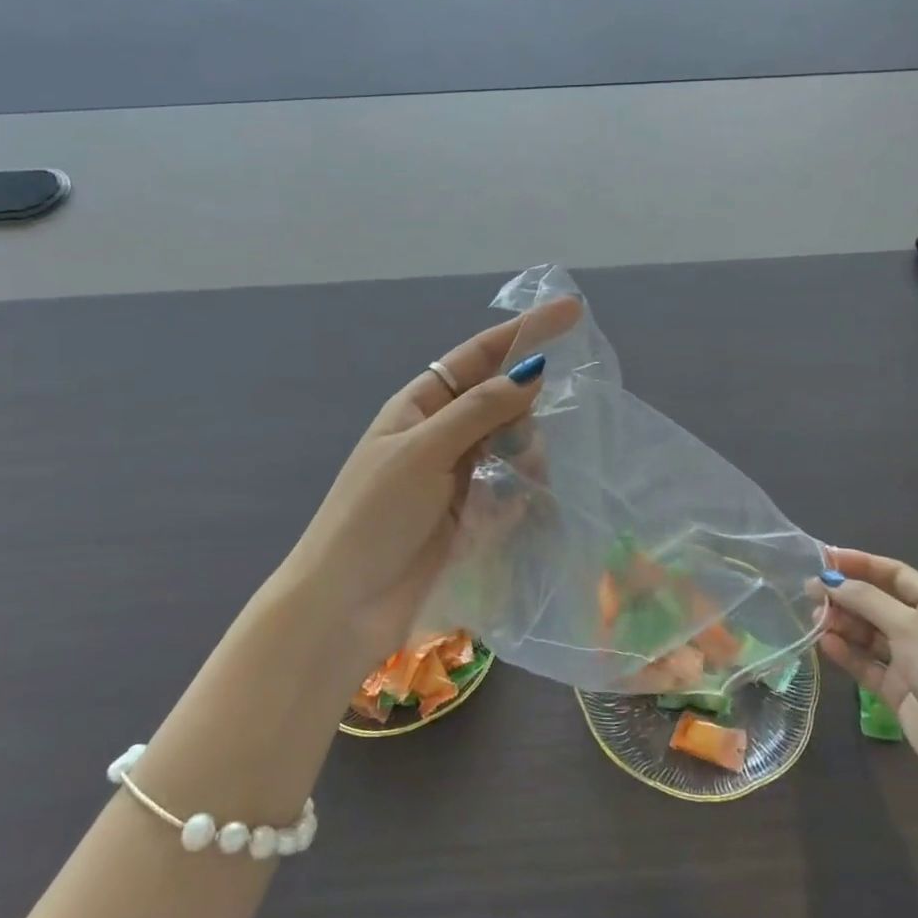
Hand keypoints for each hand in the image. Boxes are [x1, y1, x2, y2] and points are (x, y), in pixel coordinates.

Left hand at [280, 297, 581, 673]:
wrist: (345, 605)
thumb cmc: (372, 517)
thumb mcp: (422, 452)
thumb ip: (478, 411)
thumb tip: (532, 371)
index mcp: (420, 406)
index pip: (480, 356)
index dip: (524, 332)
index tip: (572, 312)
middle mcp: (442, 435)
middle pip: (502, 401)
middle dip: (526, 410)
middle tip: (528, 441)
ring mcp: (458, 476)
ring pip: (513, 445)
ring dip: (526, 456)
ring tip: (522, 483)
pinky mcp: (471, 516)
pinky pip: (511, 488)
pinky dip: (522, 493)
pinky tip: (519, 510)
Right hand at [814, 548, 917, 789]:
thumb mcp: (909, 627)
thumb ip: (867, 600)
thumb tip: (830, 580)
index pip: (895, 574)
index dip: (861, 563)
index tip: (825, 558)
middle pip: (877, 603)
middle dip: (846, 595)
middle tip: (810, 591)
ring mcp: (909, 661)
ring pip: (868, 633)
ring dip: (842, 623)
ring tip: (815, 619)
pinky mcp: (896, 689)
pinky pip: (865, 663)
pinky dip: (846, 652)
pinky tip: (825, 644)